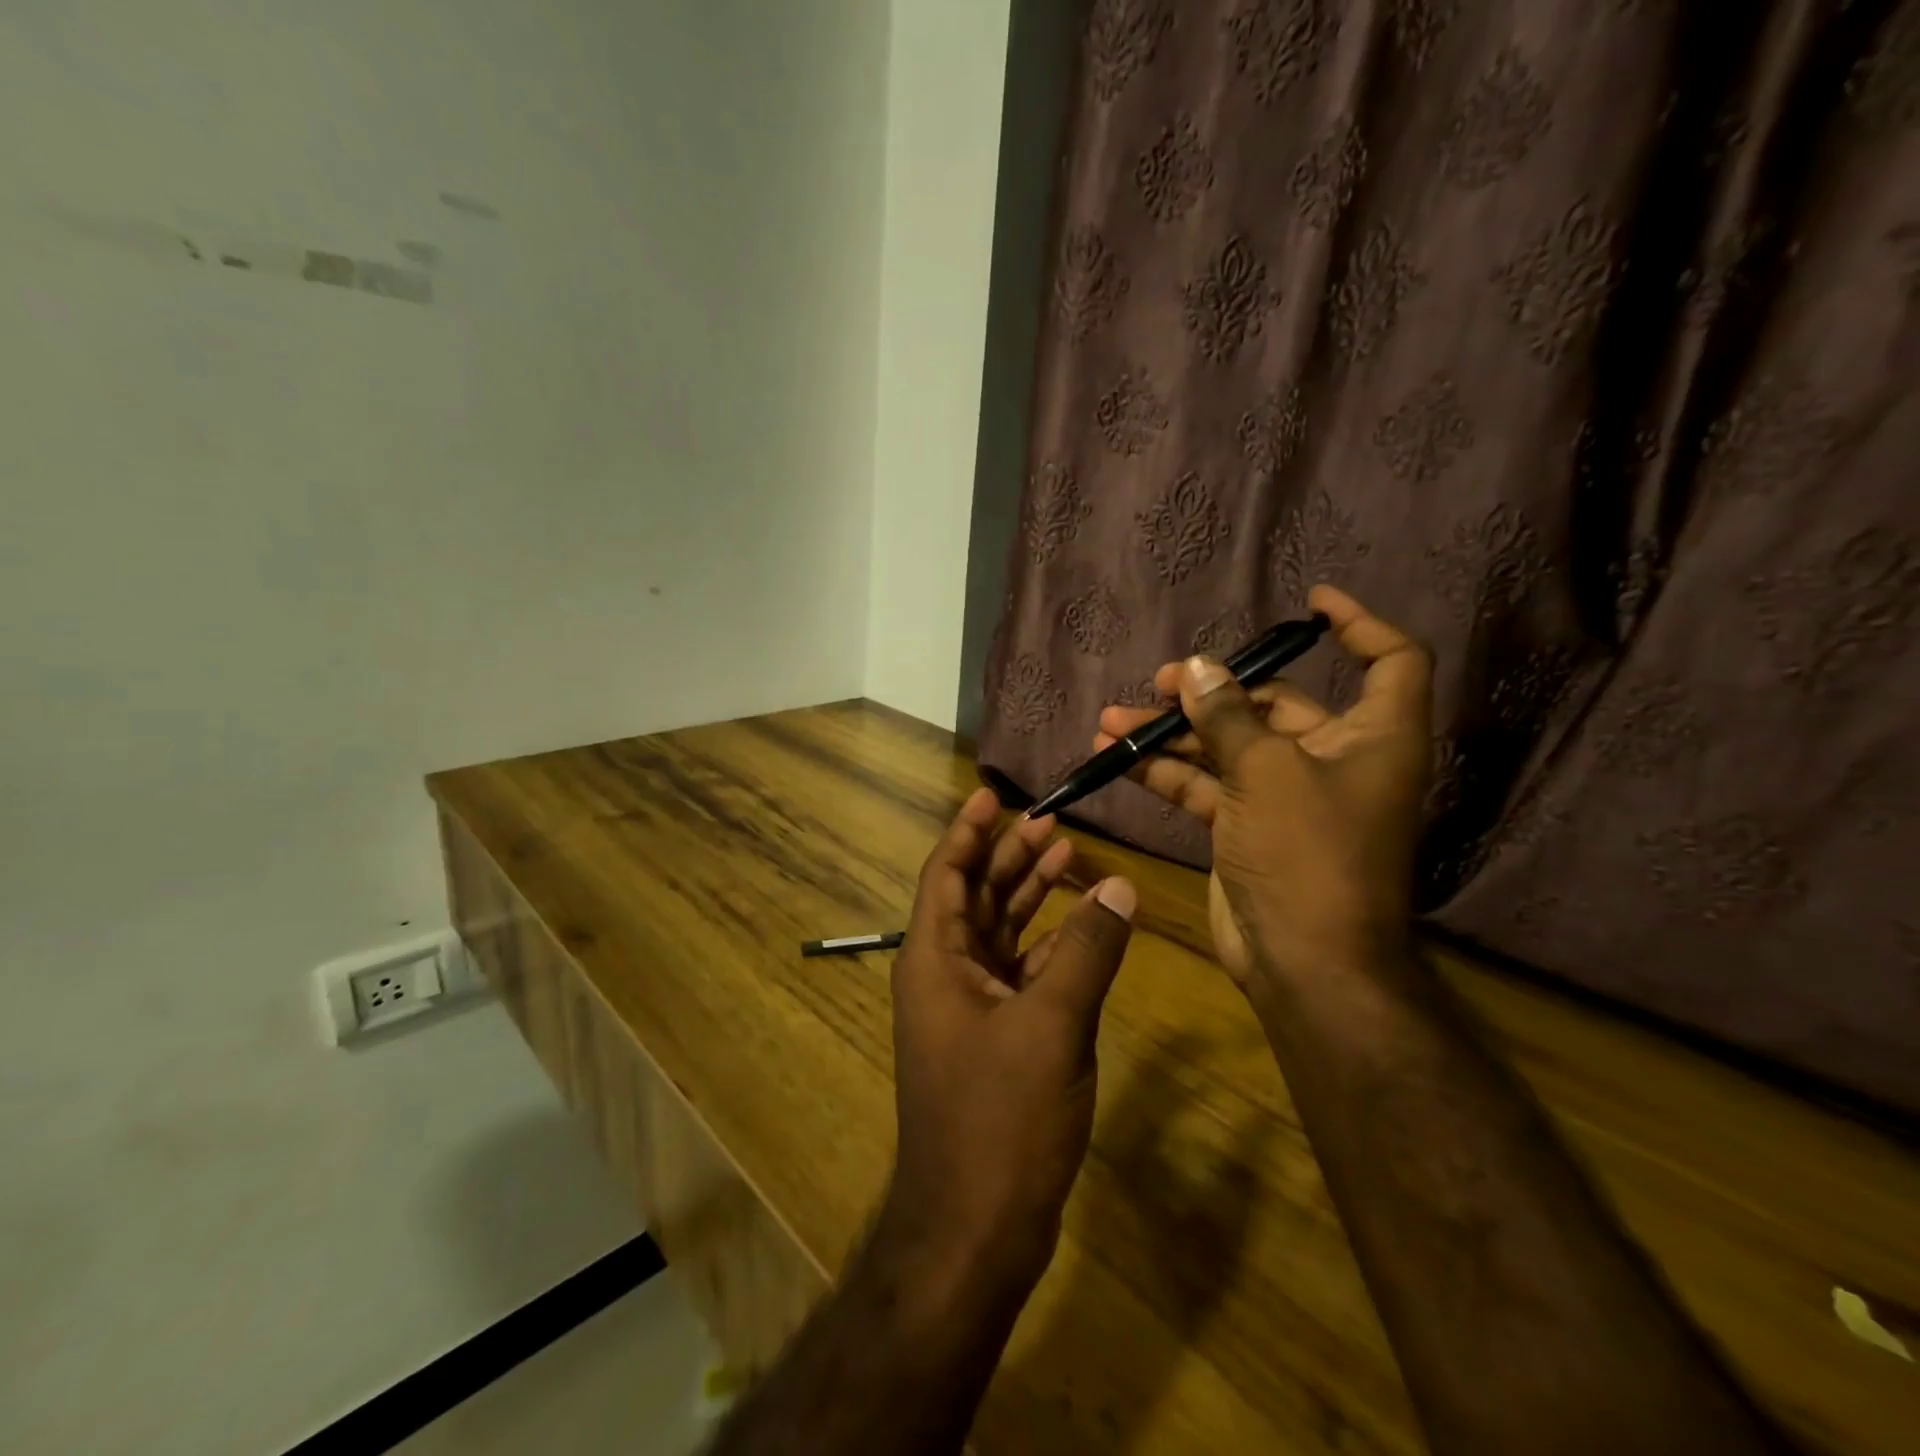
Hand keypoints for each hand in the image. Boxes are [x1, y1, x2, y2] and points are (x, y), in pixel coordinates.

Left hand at [881, 787, 1135, 1299]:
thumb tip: (1120, 886)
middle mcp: (945, 974)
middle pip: (976, 896)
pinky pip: (1021, 973)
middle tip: (1049, 821)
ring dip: (1031, 896)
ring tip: (1067, 856)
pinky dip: (1050, 947)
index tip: (994, 795)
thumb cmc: (999, 1120)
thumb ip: (1087, 951)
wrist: (975, 1230)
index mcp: (935, 959)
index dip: (969, 830)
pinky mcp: (996, 1038)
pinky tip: (1084, 927)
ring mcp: (970, 1008)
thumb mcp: (1050, 1025)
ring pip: (1000, 932)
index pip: (948, 873)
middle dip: (1009, 857)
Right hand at [1095, 585, 1430, 990]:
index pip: (1389, 662)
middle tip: (1161, 683)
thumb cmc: (1309, 856)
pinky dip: (1165, 773)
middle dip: (1213, 691)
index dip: (1359, 625)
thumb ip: (1228, 716)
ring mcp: (1284, 796)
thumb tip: (1196, 668)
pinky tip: (1117, 760)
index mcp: (1372, 738)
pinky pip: (1205, 786)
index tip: (1310, 604)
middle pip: (1276, 705)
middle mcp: (1333, 760)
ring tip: (1114, 720)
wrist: (1304, 963)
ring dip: (1172, 734)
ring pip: (1227, 747)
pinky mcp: (1246, 827)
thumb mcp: (1267, 773)